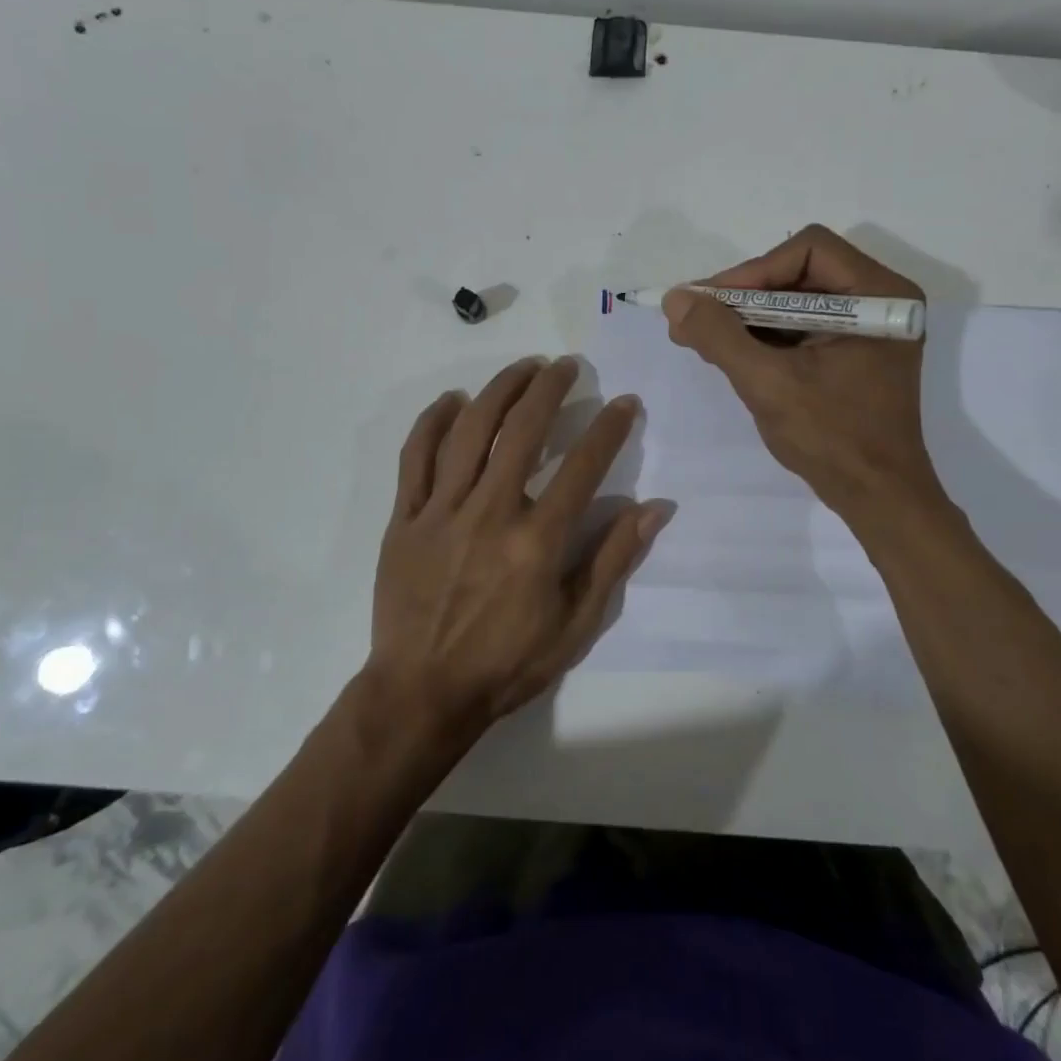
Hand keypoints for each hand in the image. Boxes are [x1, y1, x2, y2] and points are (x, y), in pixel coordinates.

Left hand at [365, 356, 669, 743]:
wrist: (421, 693)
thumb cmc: (506, 664)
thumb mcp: (575, 625)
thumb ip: (613, 560)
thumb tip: (655, 508)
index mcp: (536, 542)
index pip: (582, 467)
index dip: (609, 428)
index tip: (625, 402)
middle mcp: (489, 513)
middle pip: (521, 431)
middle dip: (549, 389)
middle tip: (567, 366)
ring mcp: (441, 511)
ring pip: (469, 431)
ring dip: (499, 390)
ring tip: (522, 368)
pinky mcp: (405, 518)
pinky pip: (415, 457)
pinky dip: (433, 422)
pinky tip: (452, 400)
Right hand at [663, 225, 946, 522]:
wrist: (877, 498)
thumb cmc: (832, 438)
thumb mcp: (768, 383)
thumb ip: (720, 336)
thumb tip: (675, 299)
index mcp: (878, 295)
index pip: (807, 251)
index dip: (752, 272)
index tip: (710, 304)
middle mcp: (879, 300)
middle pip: (799, 273)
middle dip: (744, 297)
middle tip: (697, 319)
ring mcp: (867, 328)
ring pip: (795, 300)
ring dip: (748, 318)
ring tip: (702, 338)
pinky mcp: (852, 352)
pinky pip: (800, 327)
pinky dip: (764, 337)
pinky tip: (729, 353)